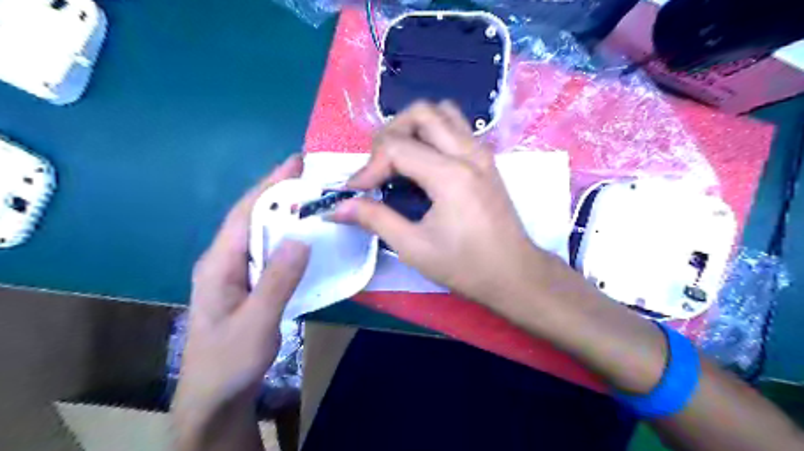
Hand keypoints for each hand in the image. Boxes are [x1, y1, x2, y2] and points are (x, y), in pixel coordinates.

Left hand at [175, 155, 307, 433]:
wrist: (215, 396)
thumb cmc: (230, 360)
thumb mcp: (257, 321)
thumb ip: (278, 280)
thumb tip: (301, 237)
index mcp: (219, 263)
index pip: (244, 213)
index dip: (269, 186)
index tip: (294, 163)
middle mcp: (225, 260)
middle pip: (252, 217)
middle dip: (279, 192)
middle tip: (311, 175)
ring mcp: (237, 272)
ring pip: (261, 233)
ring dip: (285, 212)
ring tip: (312, 197)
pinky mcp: (249, 283)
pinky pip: (269, 250)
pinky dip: (287, 235)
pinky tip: (304, 234)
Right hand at [330, 103, 549, 305]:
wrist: (514, 273)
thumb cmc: (466, 266)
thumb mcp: (414, 247)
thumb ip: (375, 219)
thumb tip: (338, 208)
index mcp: (450, 175)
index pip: (396, 147)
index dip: (368, 166)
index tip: (356, 191)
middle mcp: (468, 153)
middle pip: (420, 113)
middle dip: (389, 134)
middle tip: (379, 168)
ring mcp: (482, 152)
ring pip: (442, 112)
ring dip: (413, 127)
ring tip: (400, 158)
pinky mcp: (487, 159)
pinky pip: (457, 127)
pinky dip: (434, 132)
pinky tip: (425, 161)